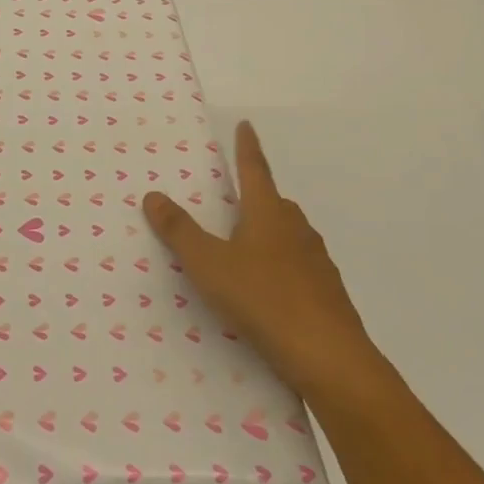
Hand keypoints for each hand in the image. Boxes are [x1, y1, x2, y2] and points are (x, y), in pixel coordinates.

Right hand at [144, 120, 381, 408]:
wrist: (330, 358)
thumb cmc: (264, 300)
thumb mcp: (209, 265)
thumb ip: (180, 231)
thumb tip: (153, 195)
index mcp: (268, 214)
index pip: (254, 170)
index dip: (247, 148)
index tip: (247, 125)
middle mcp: (296, 230)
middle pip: (275, 203)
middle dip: (256, 197)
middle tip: (235, 199)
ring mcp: (317, 262)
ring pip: (289, 236)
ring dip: (269, 234)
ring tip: (245, 248)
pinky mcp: (327, 294)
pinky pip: (299, 267)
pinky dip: (281, 268)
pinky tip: (268, 291)